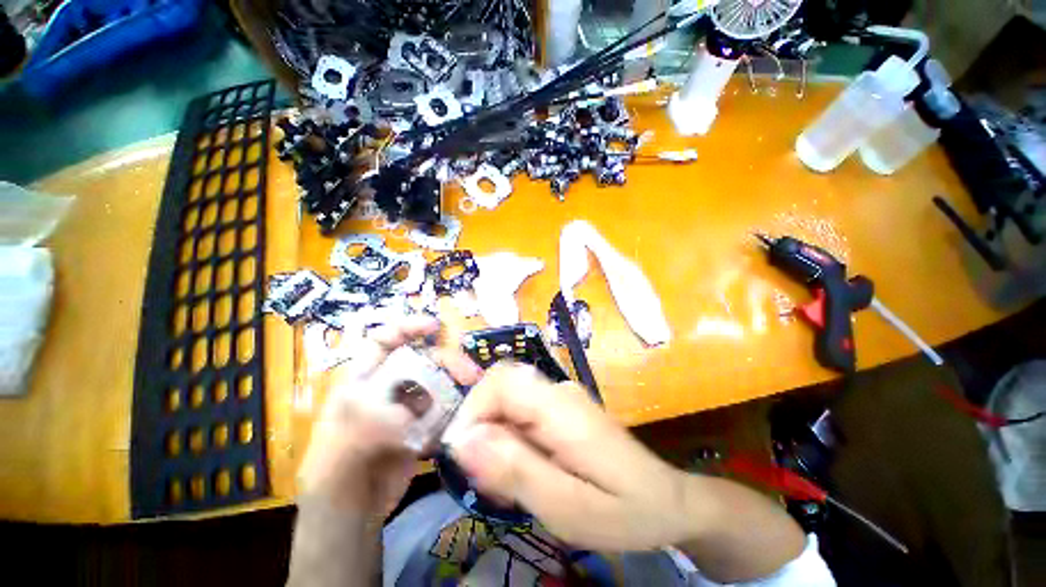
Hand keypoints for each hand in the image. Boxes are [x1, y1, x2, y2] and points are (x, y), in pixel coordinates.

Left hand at [298, 314, 481, 513]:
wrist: (355, 517)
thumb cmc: (335, 482)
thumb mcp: (337, 456)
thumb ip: (365, 430)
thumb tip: (404, 414)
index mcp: (361, 382)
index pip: (382, 341)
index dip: (407, 327)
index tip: (435, 327)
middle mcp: (389, 387)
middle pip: (422, 359)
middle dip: (447, 361)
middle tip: (470, 375)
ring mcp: (409, 405)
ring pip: (439, 381)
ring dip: (458, 385)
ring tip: (475, 395)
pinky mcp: (425, 423)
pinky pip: (447, 407)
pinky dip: (459, 409)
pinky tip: (467, 418)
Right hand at [442, 362, 696, 549]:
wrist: (668, 501)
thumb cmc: (625, 510)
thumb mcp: (568, 507)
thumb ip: (515, 470)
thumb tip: (464, 440)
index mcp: (561, 407)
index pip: (501, 380)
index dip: (473, 409)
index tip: (463, 456)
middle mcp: (558, 392)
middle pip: (501, 387)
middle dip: (481, 428)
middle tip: (487, 479)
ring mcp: (560, 398)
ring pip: (507, 402)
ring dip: (494, 439)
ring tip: (507, 486)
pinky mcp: (559, 410)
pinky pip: (520, 414)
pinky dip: (509, 442)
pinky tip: (523, 474)